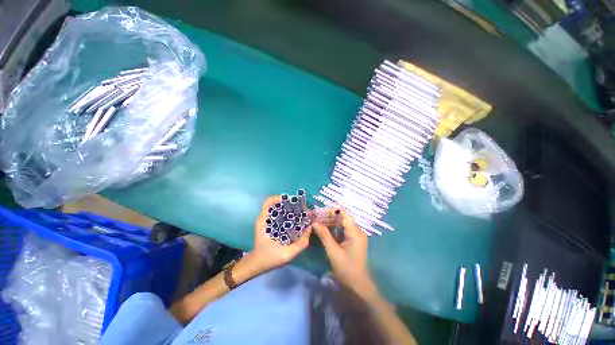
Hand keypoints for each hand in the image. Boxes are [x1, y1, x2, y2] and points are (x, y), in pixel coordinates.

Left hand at [251, 195, 311, 270]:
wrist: (257, 265)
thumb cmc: (269, 258)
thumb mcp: (287, 254)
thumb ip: (300, 243)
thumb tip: (310, 228)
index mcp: (264, 222)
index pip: (268, 202)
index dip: (279, 197)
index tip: (292, 201)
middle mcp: (264, 218)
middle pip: (275, 203)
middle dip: (289, 203)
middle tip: (301, 207)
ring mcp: (266, 221)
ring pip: (277, 208)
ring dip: (288, 208)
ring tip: (300, 212)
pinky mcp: (269, 225)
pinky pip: (278, 215)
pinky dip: (287, 214)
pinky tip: (295, 219)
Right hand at [312, 209, 378, 299]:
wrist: (357, 287)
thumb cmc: (347, 269)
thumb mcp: (333, 251)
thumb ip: (324, 235)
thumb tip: (314, 223)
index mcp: (355, 232)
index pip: (343, 213)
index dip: (331, 211)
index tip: (318, 213)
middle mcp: (356, 231)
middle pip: (341, 218)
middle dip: (327, 217)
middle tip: (314, 218)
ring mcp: (354, 236)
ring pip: (340, 224)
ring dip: (328, 223)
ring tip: (316, 223)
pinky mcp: (351, 241)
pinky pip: (341, 231)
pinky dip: (331, 230)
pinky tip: (322, 231)